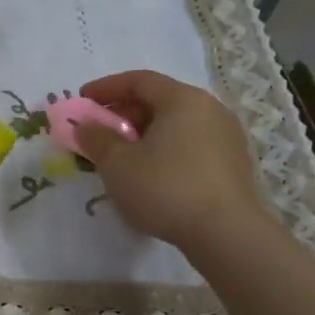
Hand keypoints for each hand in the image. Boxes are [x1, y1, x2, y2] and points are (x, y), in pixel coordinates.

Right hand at [75, 70, 266, 252]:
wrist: (226, 234)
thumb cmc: (165, 187)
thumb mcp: (117, 163)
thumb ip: (96, 138)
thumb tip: (85, 125)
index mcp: (183, 100)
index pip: (139, 80)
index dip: (106, 87)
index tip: (82, 99)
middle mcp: (210, 110)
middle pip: (159, 100)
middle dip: (124, 112)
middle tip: (99, 130)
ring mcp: (226, 138)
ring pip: (176, 125)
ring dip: (144, 134)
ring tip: (121, 155)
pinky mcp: (232, 165)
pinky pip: (190, 145)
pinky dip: (164, 150)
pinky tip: (150, 173)